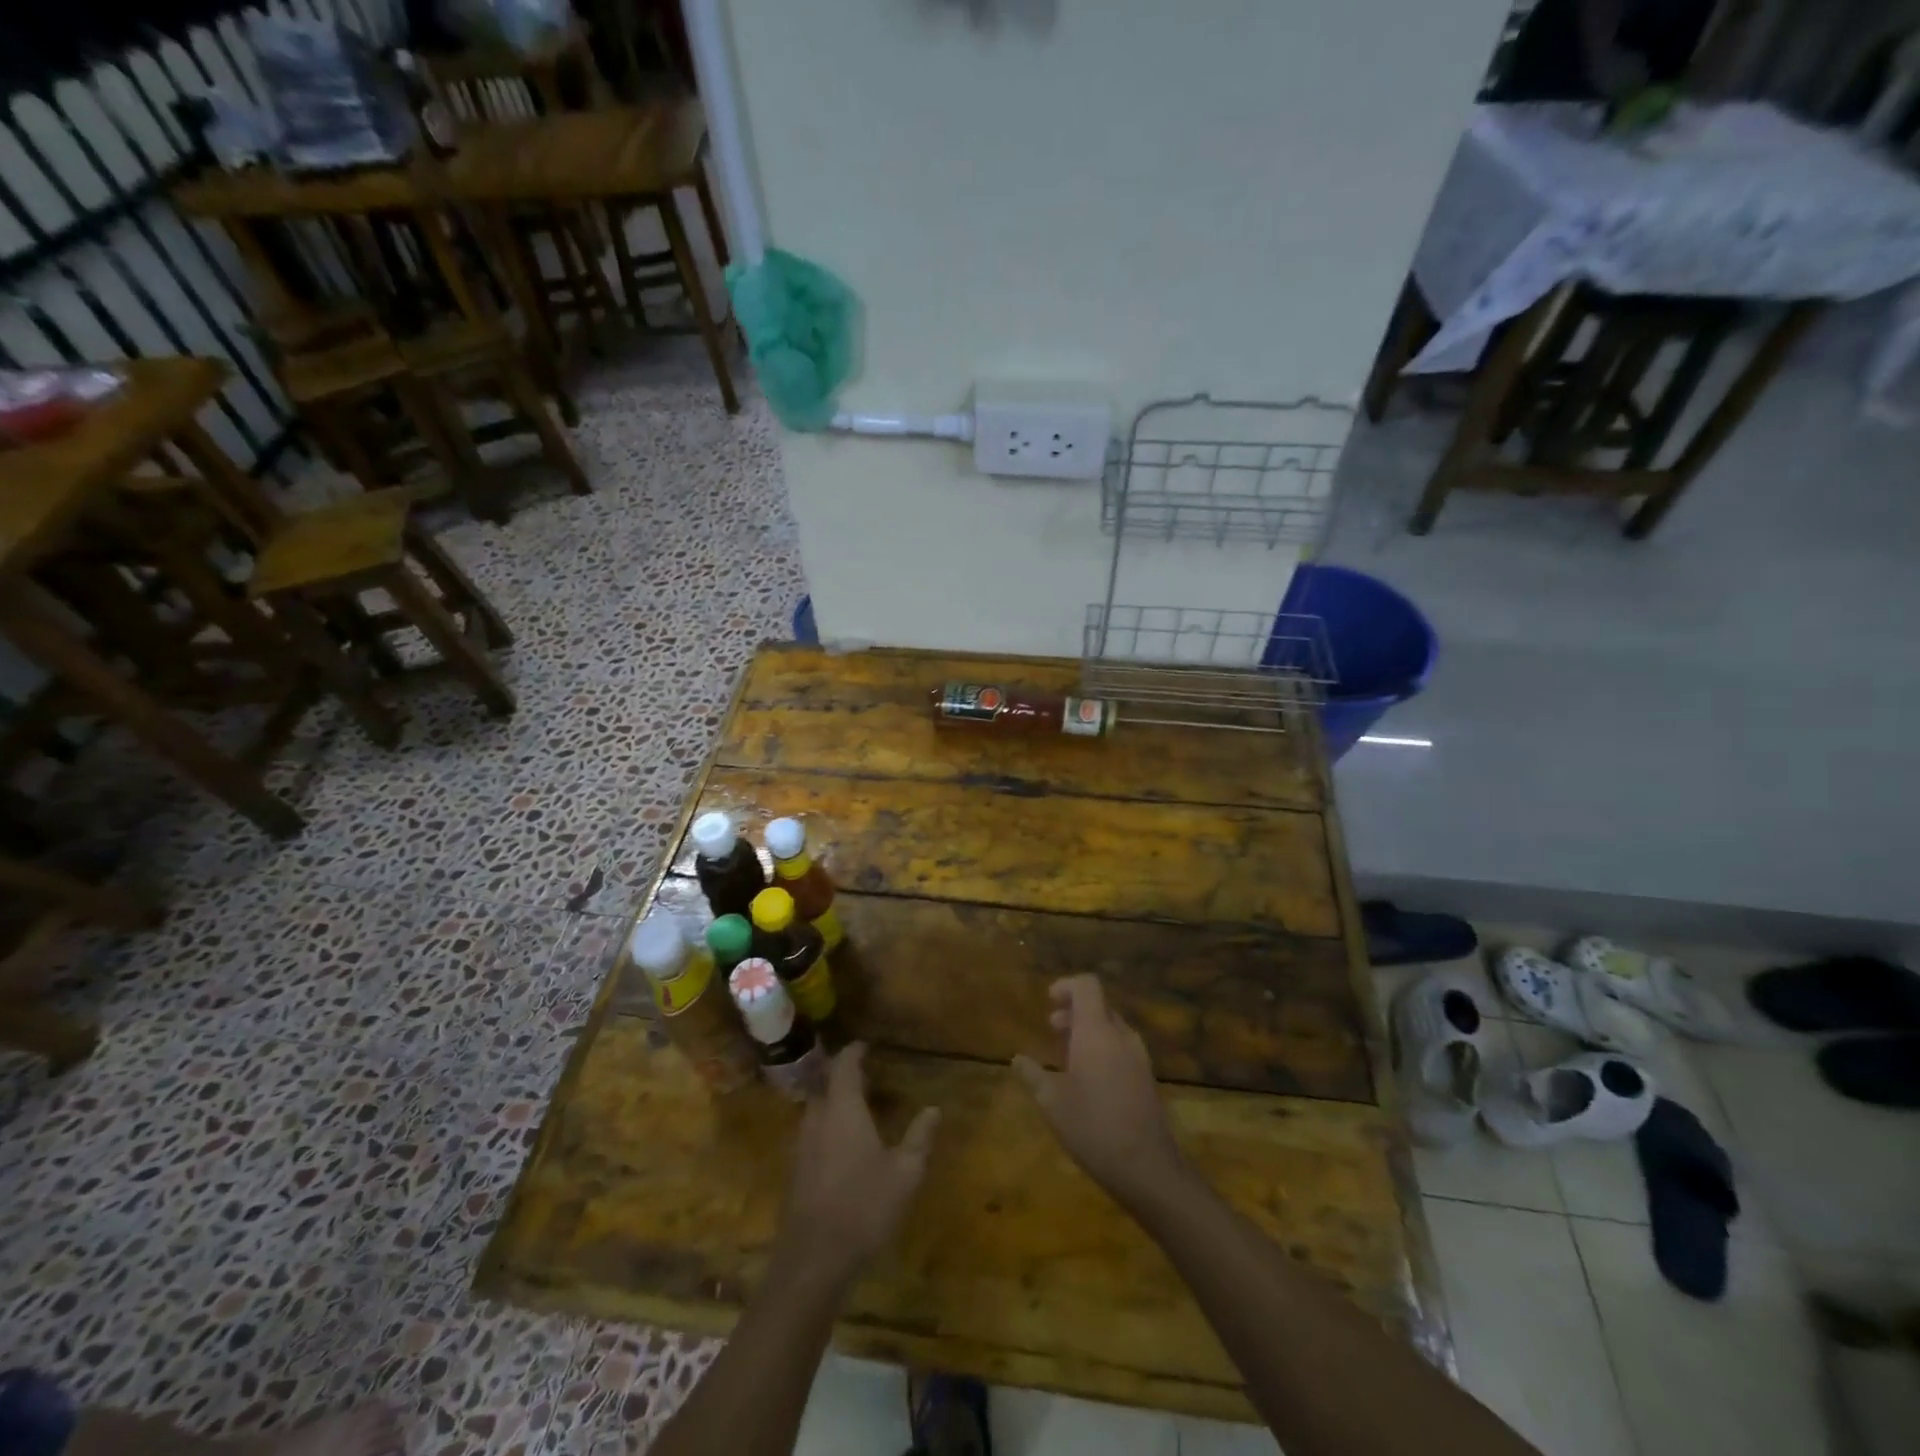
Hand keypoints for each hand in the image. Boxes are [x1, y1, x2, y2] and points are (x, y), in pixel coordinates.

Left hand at [776, 1043, 939, 1288]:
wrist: (813, 1261)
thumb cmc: (864, 1207)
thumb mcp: (905, 1173)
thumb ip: (919, 1137)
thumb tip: (934, 1109)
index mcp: (843, 1109)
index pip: (844, 1065)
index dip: (854, 1052)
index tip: (866, 1045)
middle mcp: (817, 1118)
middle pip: (826, 1084)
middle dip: (844, 1076)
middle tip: (868, 1078)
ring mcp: (801, 1145)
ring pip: (817, 1109)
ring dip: (835, 1102)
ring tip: (859, 1109)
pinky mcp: (795, 1171)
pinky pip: (812, 1133)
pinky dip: (827, 1126)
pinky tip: (844, 1147)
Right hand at [1014, 975, 1183, 1205]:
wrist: (1147, 1168)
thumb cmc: (1093, 1127)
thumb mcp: (1052, 1102)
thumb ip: (1033, 1075)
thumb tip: (1018, 1059)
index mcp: (1097, 1032)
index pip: (1087, 986)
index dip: (1067, 986)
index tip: (1048, 1001)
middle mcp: (1122, 1037)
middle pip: (1100, 1005)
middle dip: (1074, 1011)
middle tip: (1052, 1028)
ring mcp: (1139, 1058)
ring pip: (1112, 1028)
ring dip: (1088, 1030)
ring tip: (1066, 1054)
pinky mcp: (1147, 1078)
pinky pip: (1122, 1048)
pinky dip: (1102, 1048)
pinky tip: (1088, 1079)